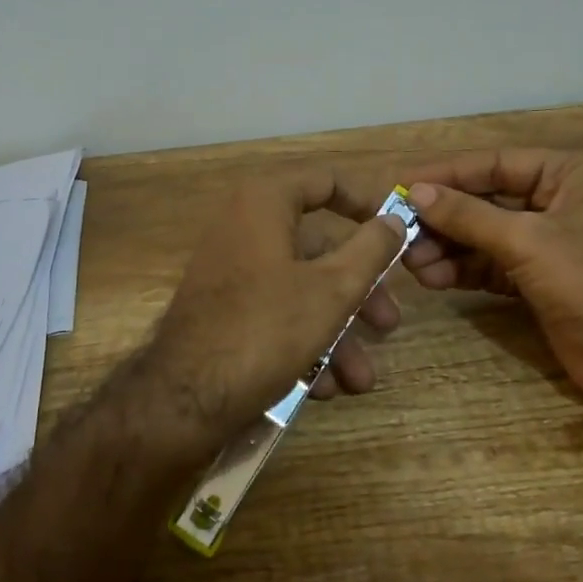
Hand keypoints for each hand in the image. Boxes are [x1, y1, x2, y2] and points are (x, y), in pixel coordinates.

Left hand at [140, 166, 409, 453]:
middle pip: (319, 249)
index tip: (398, 232)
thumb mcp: (333, 289)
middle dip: (360, 294)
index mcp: (264, 204)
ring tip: (361, 379)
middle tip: (388, 324)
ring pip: (301, 290)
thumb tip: (394, 219)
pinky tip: (326, 387)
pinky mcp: (223, 311)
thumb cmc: (266, 328)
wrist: (184, 399)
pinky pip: (275, 314)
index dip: (367, 203)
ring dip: (338, 333)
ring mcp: (231, 272)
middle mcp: (243, 228)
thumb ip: (371, 249)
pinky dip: (305, 344)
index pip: (326, 182)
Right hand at [401, 149, 582, 404]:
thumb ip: (470, 216)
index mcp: (569, 175)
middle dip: (444, 218)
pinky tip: (433, 278)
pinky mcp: (538, 279)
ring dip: (448, 247)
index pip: (496, 164)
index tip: (403, 185)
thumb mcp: (529, 243)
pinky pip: (491, 265)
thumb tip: (417, 193)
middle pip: (486, 200)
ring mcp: (547, 242)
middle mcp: (558, 201)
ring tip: (411, 262)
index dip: (447, 174)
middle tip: (401, 231)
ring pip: (485, 235)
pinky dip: (463, 270)